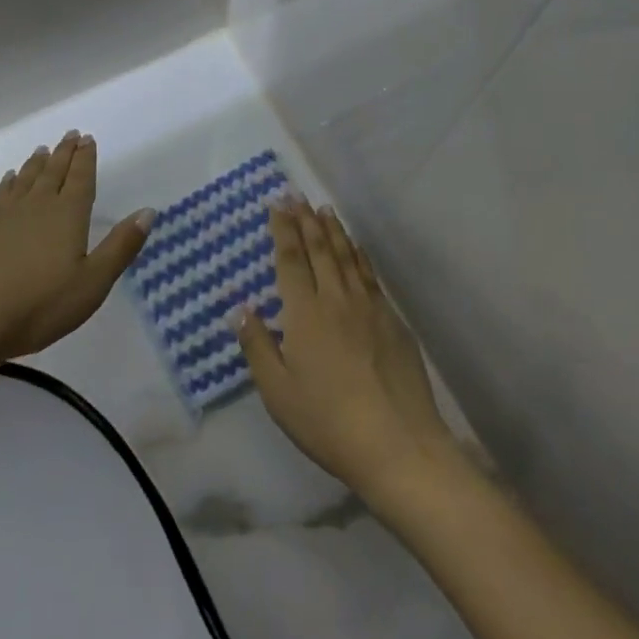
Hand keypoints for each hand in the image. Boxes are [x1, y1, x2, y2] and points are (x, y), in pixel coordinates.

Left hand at [0, 131, 153, 363]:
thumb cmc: (36, 306)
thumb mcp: (91, 284)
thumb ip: (120, 247)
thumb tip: (148, 211)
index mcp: (67, 216)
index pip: (80, 179)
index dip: (86, 159)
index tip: (87, 138)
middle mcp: (35, 206)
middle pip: (52, 172)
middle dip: (64, 153)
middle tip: (69, 135)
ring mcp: (0, 216)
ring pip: (23, 180)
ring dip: (35, 164)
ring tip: (41, 150)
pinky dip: (7, 184)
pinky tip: (6, 181)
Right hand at [234, 200, 460, 502]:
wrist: (398, 443)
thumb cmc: (328, 421)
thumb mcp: (278, 392)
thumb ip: (258, 346)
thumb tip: (240, 308)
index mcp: (305, 312)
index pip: (291, 259)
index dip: (282, 229)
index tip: (277, 204)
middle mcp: (336, 298)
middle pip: (319, 249)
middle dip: (305, 220)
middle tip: (297, 195)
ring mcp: (368, 306)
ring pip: (347, 256)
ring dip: (333, 230)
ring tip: (324, 210)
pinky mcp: (392, 320)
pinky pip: (370, 275)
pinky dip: (360, 255)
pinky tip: (357, 248)